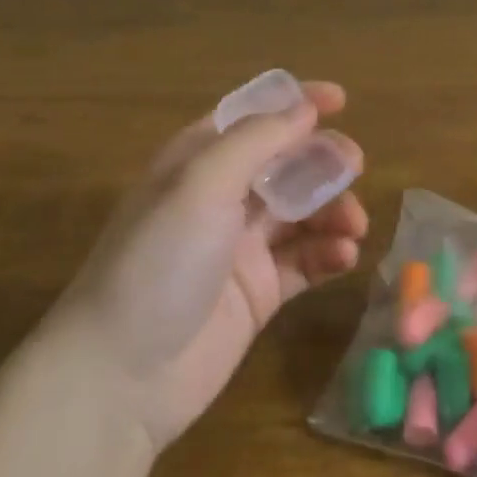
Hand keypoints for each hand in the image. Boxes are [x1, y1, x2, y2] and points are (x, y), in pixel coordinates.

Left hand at [56, 82, 368, 451]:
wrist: (122, 376)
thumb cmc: (158, 262)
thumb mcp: (201, 184)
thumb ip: (256, 140)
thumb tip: (304, 108)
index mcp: (196, 161)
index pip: (251, 117)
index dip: (294, 104)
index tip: (341, 100)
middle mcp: (220, 198)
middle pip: (284, 163)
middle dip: (321, 159)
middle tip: (354, 165)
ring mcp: (240, 247)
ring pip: (302, 212)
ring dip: (332, 209)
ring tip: (354, 225)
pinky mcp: (259, 292)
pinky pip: (305, 261)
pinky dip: (328, 253)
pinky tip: (344, 256)